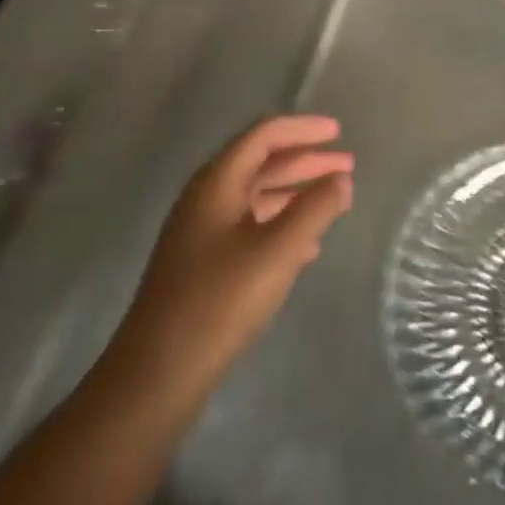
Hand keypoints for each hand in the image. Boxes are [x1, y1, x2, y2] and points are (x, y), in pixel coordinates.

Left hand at [111, 115, 353, 398]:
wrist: (157, 375)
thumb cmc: (219, 302)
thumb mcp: (277, 252)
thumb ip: (315, 210)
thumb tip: (342, 179)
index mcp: (217, 183)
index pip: (264, 136)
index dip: (303, 129)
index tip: (339, 132)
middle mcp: (206, 198)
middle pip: (262, 164)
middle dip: (306, 161)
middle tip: (347, 165)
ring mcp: (202, 233)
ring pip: (257, 197)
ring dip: (296, 193)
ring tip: (335, 200)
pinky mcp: (204, 265)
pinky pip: (250, 227)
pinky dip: (282, 224)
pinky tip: (308, 245)